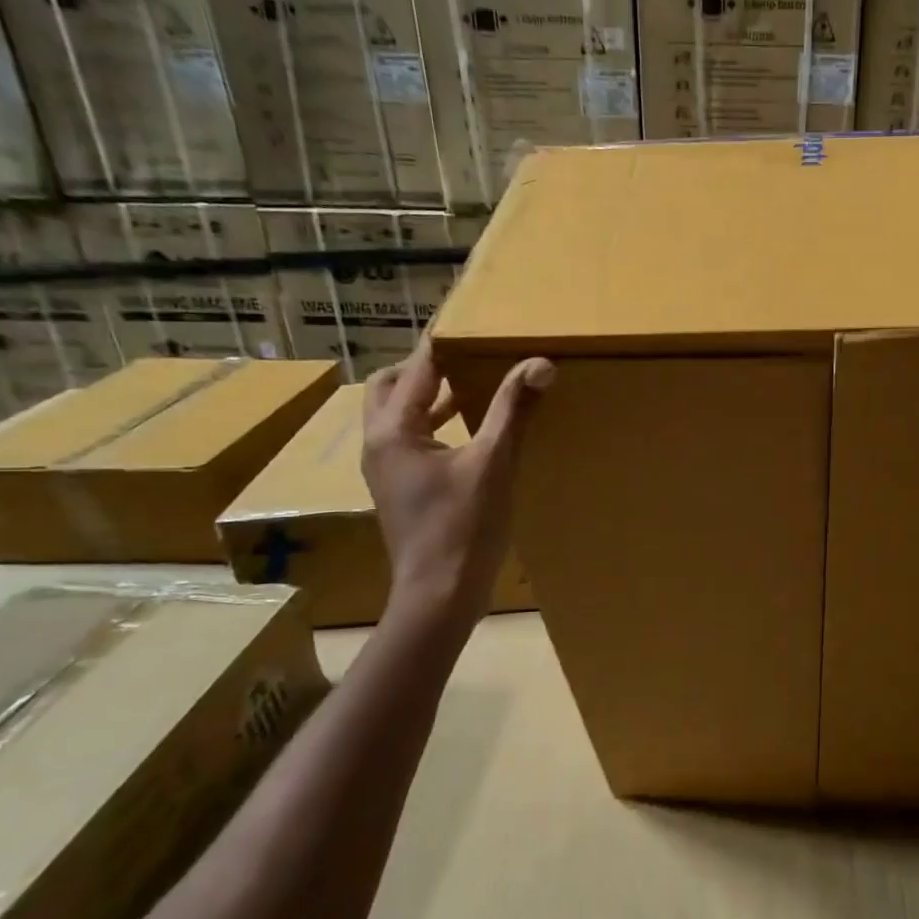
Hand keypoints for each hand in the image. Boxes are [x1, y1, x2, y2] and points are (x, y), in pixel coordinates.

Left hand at [361, 339, 553, 610]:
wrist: (439, 595)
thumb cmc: (464, 527)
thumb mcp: (494, 463)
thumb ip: (514, 410)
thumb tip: (539, 363)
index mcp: (394, 431)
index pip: (418, 369)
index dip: (445, 343)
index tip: (473, 323)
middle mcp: (379, 444)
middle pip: (392, 387)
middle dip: (425, 368)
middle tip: (467, 357)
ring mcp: (386, 470)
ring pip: (398, 416)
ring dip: (429, 396)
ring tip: (473, 386)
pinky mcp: (400, 489)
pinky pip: (410, 440)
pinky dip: (434, 425)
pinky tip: (470, 434)